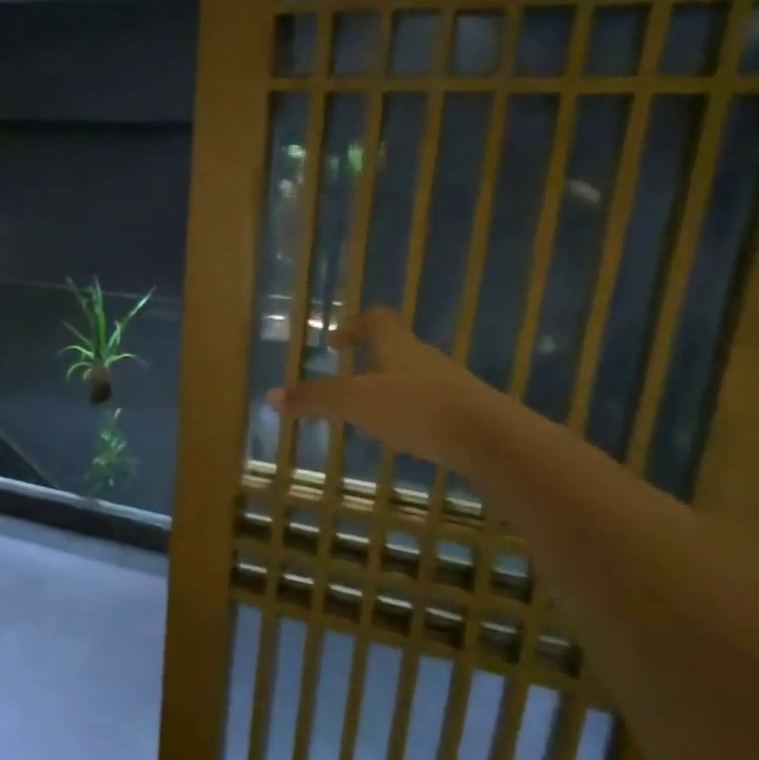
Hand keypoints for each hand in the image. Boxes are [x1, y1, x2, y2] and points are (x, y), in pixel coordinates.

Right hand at [266, 308, 487, 461]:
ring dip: (388, 390)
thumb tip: (269, 396)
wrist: (489, 437)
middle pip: (395, 349)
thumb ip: (314, 399)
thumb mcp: (355, 403)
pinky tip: (402, 439)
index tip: (335, 343)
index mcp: (398, 346)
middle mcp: (424, 359)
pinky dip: (409, 415)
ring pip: (412, 379)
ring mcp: (448, 385)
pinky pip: (429, 406)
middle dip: (369, 362)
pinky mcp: (463, 413)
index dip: (353, 326)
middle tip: (346, 381)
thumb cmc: (416, 408)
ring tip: (368, 415)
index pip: (375, 320)